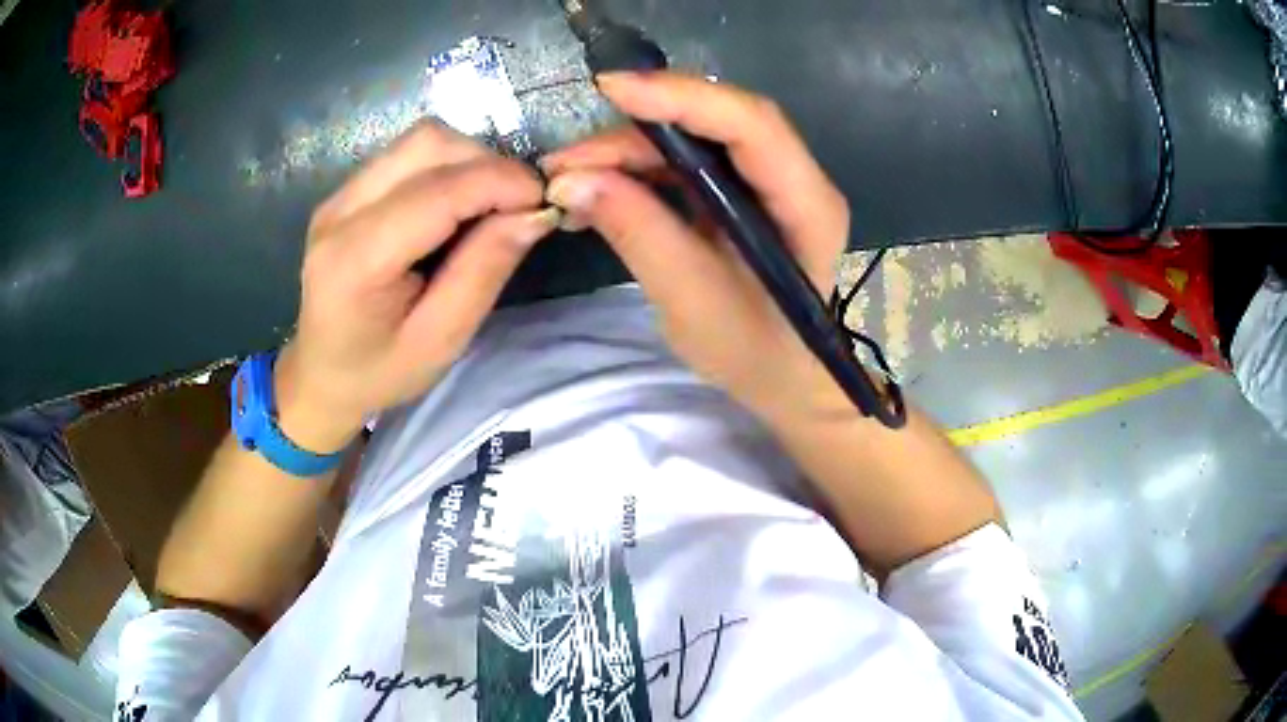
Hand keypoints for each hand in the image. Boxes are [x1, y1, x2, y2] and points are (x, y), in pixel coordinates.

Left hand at [275, 123, 557, 451]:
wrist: (320, 376)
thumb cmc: (380, 372)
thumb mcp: (442, 340)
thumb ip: (484, 271)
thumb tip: (534, 212)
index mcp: (356, 259)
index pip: (438, 191)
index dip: (501, 182)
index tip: (544, 201)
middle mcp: (340, 211)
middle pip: (427, 144)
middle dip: (487, 163)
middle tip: (516, 205)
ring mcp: (338, 195)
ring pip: (420, 140)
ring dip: (469, 160)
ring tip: (489, 204)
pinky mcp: (346, 192)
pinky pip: (407, 155)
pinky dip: (447, 167)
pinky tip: (456, 205)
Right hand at [541, 72, 850, 418]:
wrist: (782, 379)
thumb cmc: (753, 353)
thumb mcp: (691, 300)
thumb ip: (638, 232)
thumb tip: (571, 180)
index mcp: (806, 204)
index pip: (752, 125)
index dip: (683, 97)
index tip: (611, 90)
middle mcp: (794, 178)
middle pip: (717, 123)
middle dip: (637, 130)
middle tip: (567, 160)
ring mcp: (765, 182)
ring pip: (693, 139)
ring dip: (627, 151)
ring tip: (568, 178)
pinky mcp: (740, 192)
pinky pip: (685, 164)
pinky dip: (636, 171)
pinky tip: (596, 188)